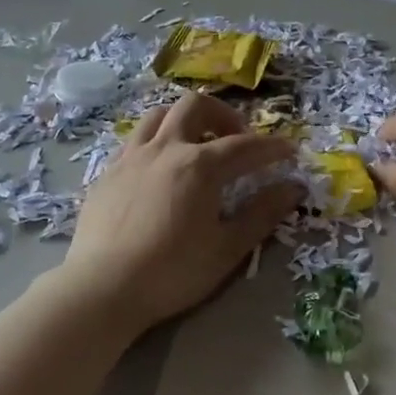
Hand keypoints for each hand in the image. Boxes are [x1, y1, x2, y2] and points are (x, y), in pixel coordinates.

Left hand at [62, 92, 302, 335]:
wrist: (102, 288)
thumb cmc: (172, 271)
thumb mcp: (227, 248)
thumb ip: (262, 213)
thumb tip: (293, 188)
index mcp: (200, 165)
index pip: (246, 146)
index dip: (272, 147)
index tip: (290, 150)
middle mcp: (166, 148)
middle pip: (196, 106)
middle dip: (223, 115)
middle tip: (236, 140)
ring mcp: (132, 156)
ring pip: (160, 114)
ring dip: (185, 120)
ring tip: (196, 145)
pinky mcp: (108, 171)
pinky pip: (136, 138)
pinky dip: (156, 140)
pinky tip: (160, 168)